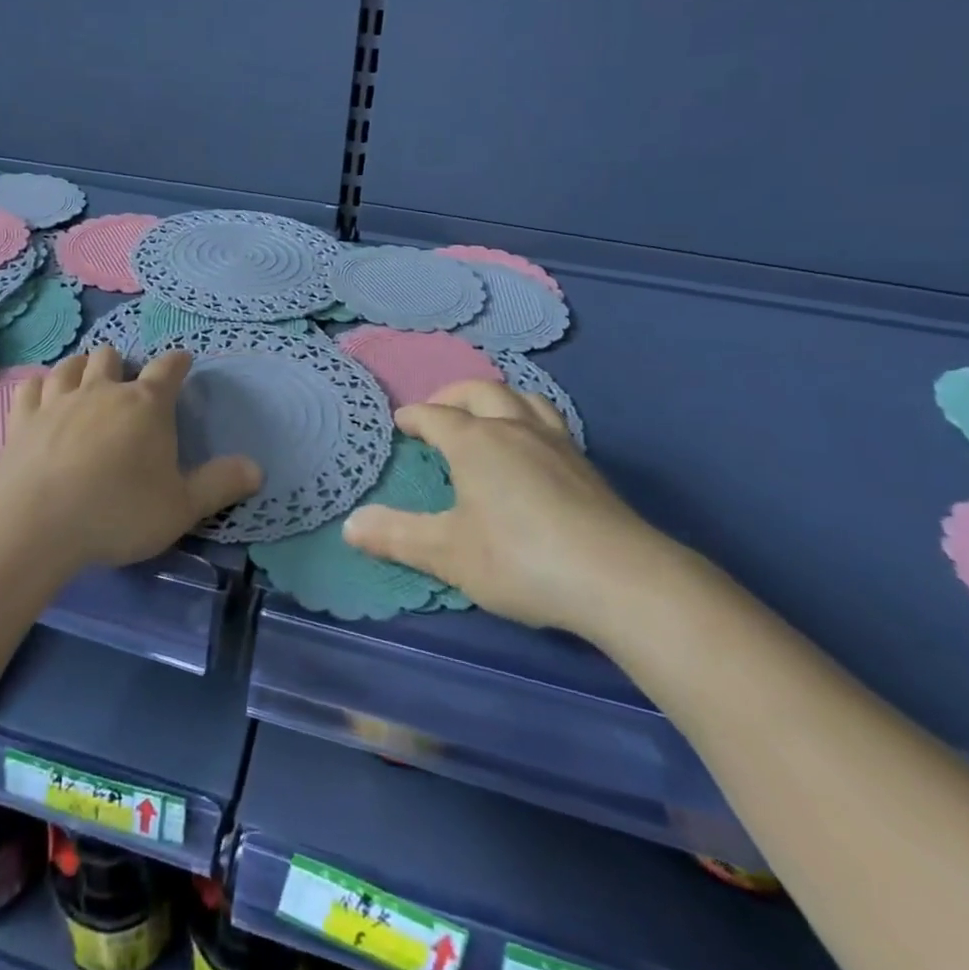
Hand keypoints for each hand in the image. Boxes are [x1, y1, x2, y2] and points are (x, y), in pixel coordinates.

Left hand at [0, 347, 260, 569]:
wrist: (36, 523)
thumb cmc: (118, 512)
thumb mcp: (181, 507)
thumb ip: (220, 485)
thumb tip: (257, 469)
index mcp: (146, 405)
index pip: (168, 368)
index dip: (178, 362)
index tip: (182, 361)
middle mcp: (102, 391)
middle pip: (112, 356)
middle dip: (122, 364)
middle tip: (126, 385)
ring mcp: (58, 401)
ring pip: (71, 365)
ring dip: (81, 368)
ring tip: (86, 380)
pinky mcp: (22, 419)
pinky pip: (31, 387)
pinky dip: (40, 387)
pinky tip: (42, 396)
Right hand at [343, 380, 683, 638]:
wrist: (619, 578)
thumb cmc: (520, 559)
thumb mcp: (447, 553)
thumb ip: (397, 536)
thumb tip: (349, 525)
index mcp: (474, 442)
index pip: (435, 416)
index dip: (414, 417)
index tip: (401, 422)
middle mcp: (512, 428)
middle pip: (479, 391)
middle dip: (452, 394)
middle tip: (437, 408)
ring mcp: (554, 442)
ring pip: (522, 397)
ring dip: (495, 396)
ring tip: (486, 412)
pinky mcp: (585, 464)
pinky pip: (549, 419)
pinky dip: (528, 416)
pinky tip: (532, 444)